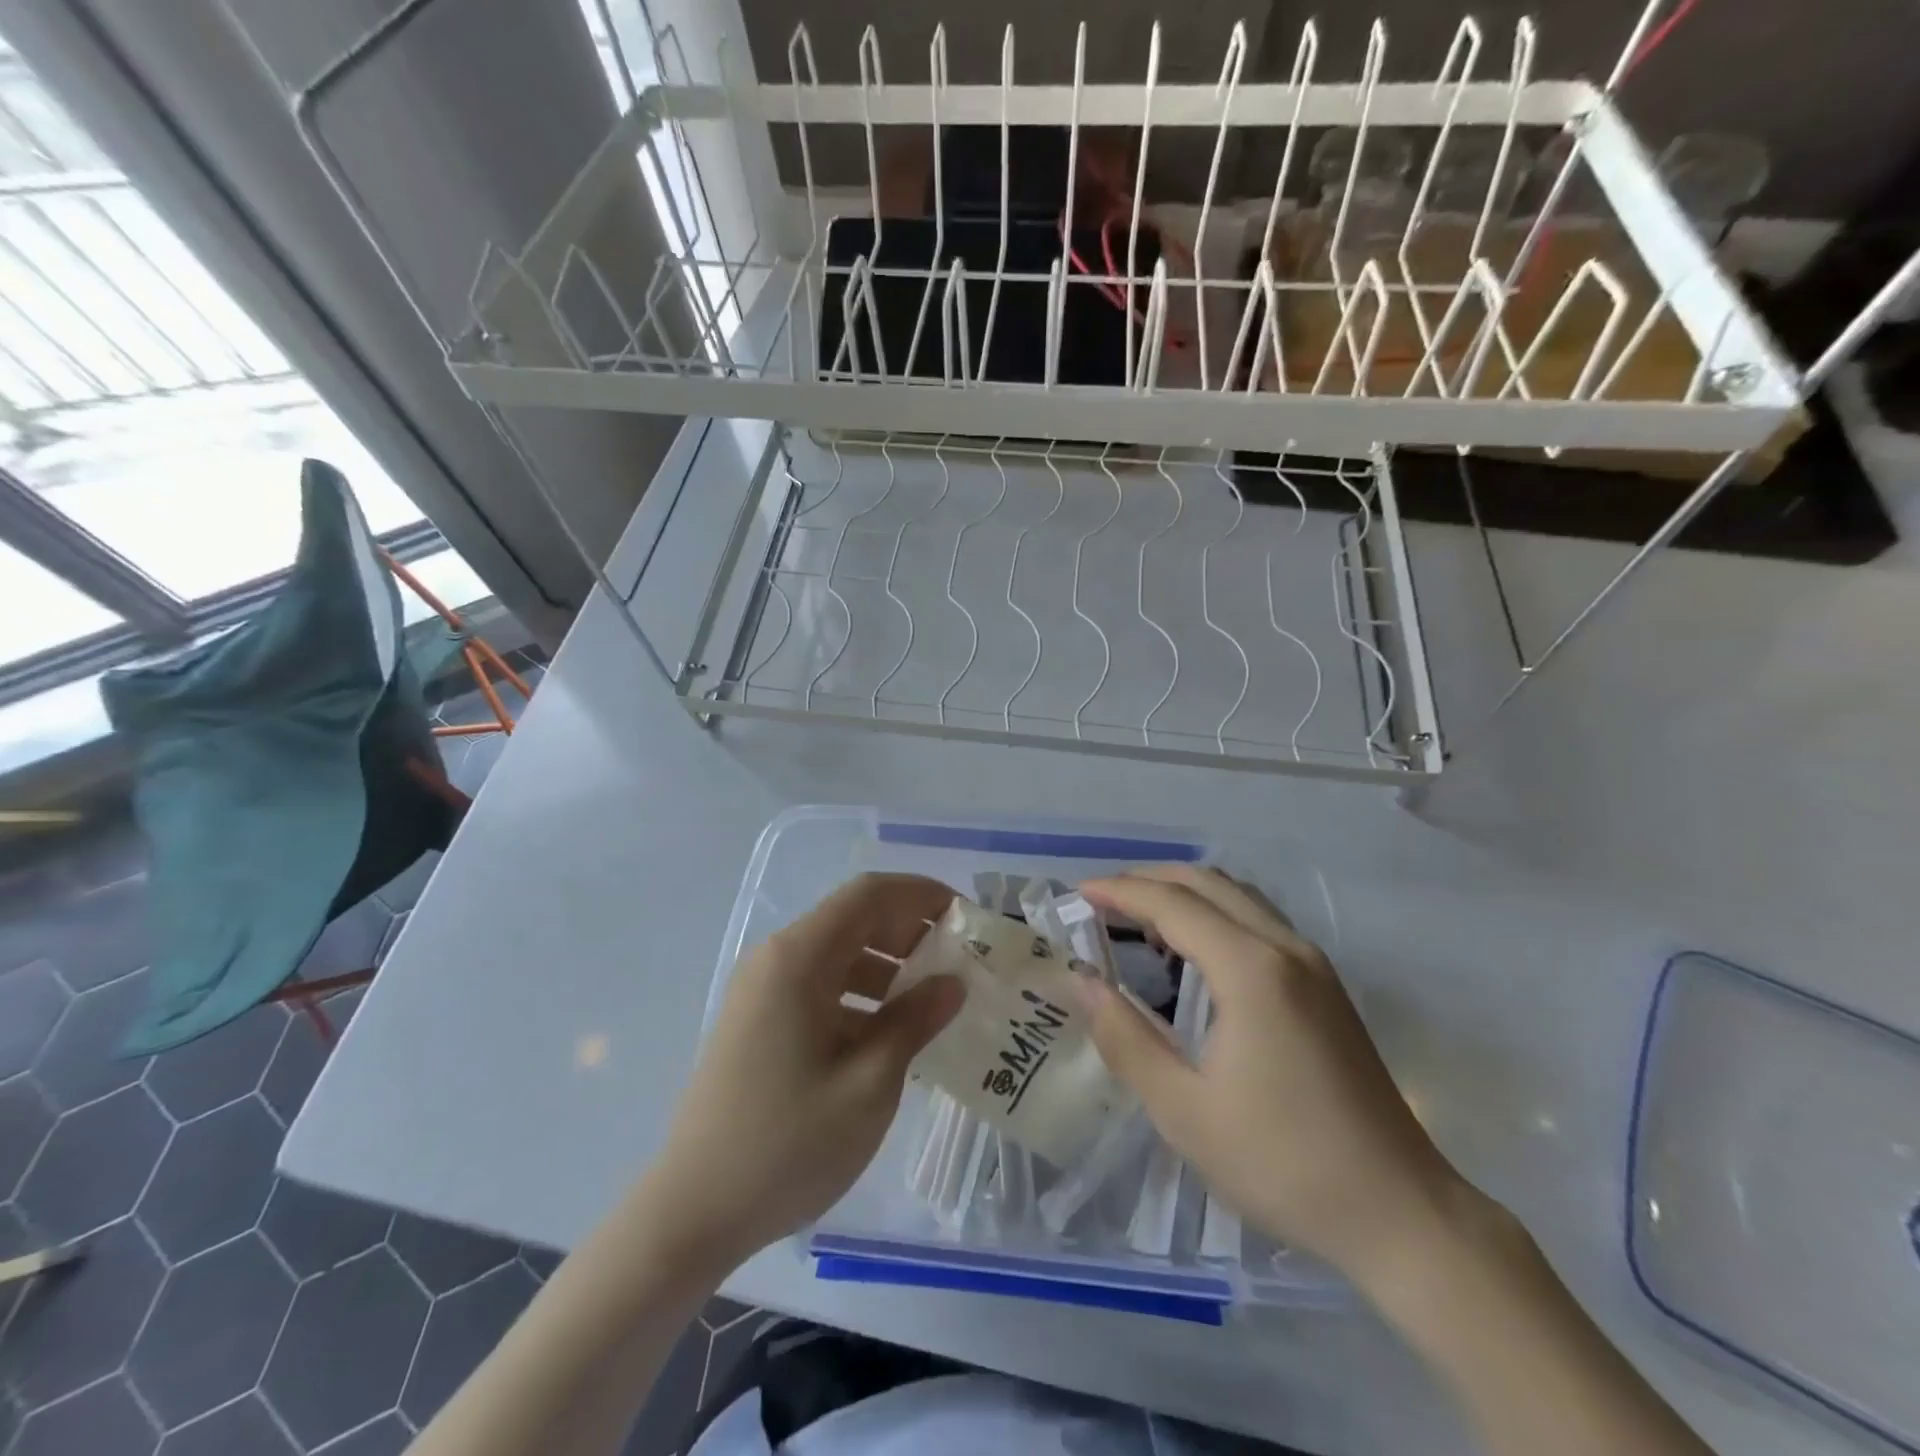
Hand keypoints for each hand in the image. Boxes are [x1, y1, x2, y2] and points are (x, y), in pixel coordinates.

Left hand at [636, 874, 963, 1275]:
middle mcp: (775, 958)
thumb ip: (914, 1021)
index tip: (965, 918)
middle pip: (852, 918)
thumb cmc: (787, 1145)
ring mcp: (761, 989)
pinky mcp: (757, 1018)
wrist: (691, 1212)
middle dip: (908, 930)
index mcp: (799, 958)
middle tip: (957, 961)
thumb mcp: (869, 1084)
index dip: (921, 894)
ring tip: (931, 998)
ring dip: (886, 964)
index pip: (868, 895)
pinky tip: (889, 1031)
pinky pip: (818, 984)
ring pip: (836, 952)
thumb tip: (952, 982)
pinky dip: (859, 993)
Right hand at [1077, 865, 1465, 1281]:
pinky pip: (1258, 921)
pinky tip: (1192, 953)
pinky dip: (1215, 915)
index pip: (1172, 904)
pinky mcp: (1326, 986)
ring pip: (1238, 896)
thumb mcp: (1184, 1111)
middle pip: (1207, 882)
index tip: (1077, 895)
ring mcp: (1313, 964)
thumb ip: (1125, 1038)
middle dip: (1148, 881)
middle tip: (1101, 901)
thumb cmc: (1283, 1163)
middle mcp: (1285, 948)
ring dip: (1183, 894)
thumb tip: (1081, 983)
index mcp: (1251, 969)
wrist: (1401, 1213)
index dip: (1119, 892)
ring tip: (1137, 921)